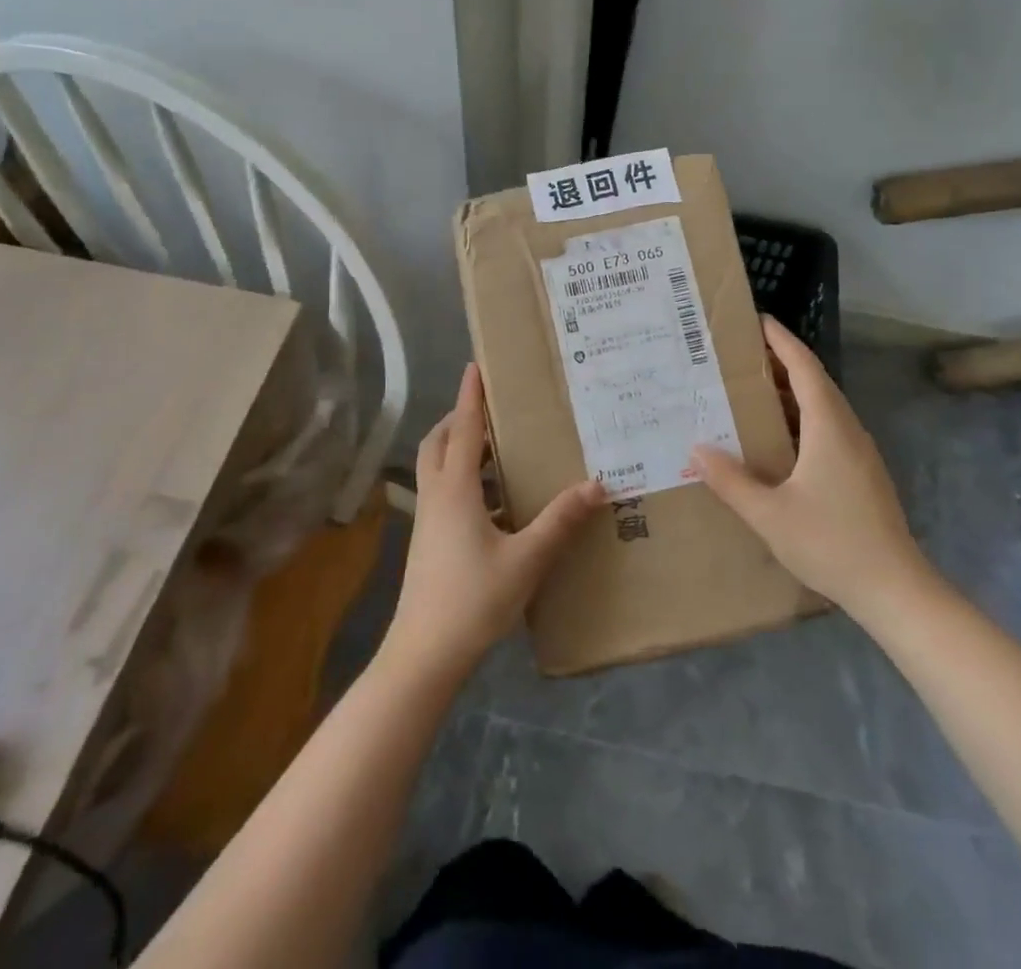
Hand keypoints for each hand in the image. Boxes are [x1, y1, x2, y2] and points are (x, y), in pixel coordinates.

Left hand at [384, 363, 604, 678]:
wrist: (424, 655)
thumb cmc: (473, 600)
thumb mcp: (526, 559)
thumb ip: (560, 520)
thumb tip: (596, 483)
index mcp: (455, 489)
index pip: (464, 428)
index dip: (471, 396)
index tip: (475, 365)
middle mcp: (436, 496)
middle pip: (439, 441)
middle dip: (460, 418)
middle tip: (491, 409)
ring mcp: (428, 520)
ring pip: (437, 467)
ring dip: (460, 448)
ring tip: (498, 448)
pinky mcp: (429, 541)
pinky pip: (443, 492)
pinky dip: (463, 479)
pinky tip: (495, 501)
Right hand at [693, 317, 934, 619]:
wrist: (895, 589)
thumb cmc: (831, 544)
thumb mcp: (769, 515)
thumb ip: (731, 481)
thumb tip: (696, 449)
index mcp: (829, 427)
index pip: (805, 368)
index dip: (782, 341)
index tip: (759, 320)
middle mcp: (848, 430)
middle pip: (816, 382)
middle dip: (783, 362)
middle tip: (743, 355)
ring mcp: (860, 453)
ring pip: (824, 407)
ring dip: (792, 392)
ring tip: (753, 390)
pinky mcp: (863, 473)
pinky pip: (829, 428)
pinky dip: (802, 417)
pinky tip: (779, 439)